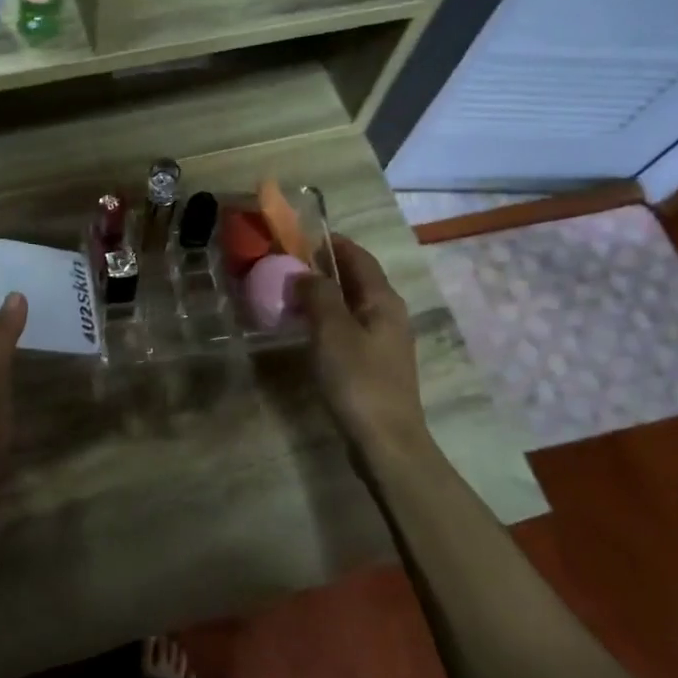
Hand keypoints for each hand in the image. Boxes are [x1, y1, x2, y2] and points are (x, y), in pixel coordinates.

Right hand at [297, 235, 429, 457]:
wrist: (386, 441)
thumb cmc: (358, 380)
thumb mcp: (332, 331)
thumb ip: (318, 295)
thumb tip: (304, 272)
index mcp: (383, 300)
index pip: (359, 257)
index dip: (333, 243)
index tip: (301, 236)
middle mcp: (389, 315)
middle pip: (358, 280)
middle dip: (326, 268)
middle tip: (288, 265)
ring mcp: (385, 342)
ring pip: (353, 305)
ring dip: (325, 295)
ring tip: (291, 294)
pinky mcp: (375, 365)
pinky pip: (350, 329)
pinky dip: (328, 320)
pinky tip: (308, 331)